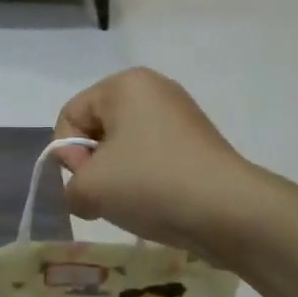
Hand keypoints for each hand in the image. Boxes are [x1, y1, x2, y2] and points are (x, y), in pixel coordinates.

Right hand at [53, 68, 253, 253]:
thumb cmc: (151, 184)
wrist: (229, 211)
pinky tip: (154, 203)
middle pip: (98, 129)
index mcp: (124, 84)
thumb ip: (68, 186)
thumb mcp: (89, 188)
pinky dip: (144, 179)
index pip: (70, 116)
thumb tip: (85, 191)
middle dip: (93, 165)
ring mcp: (180, 115)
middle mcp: (153, 89)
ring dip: (117, 176)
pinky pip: (152, 157)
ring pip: (124, 147)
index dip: (68, 153)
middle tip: (106, 194)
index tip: (87, 181)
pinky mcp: (197, 142)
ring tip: (132, 202)